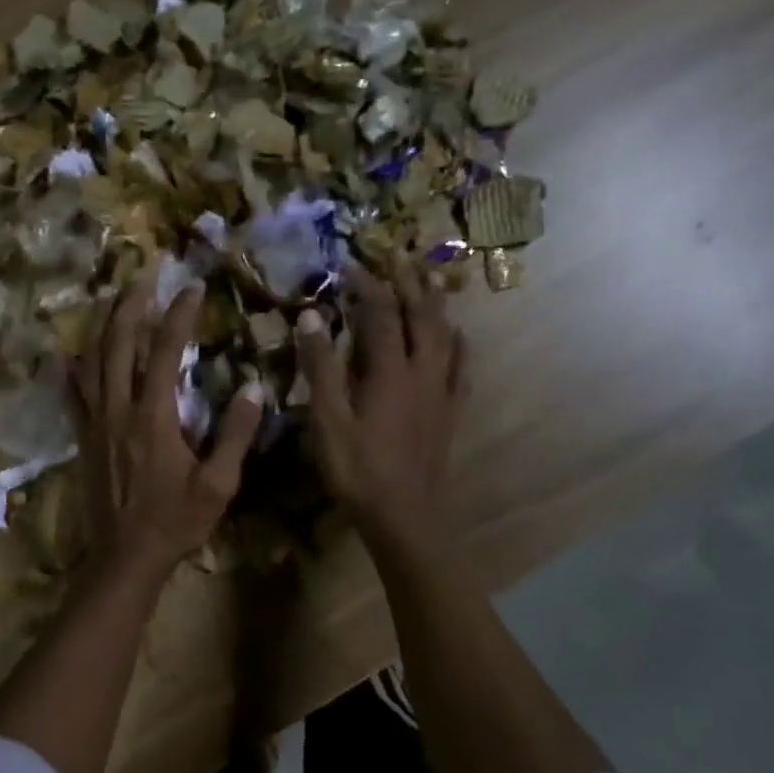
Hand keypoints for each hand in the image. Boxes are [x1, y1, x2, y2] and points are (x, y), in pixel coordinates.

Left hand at [70, 277, 264, 585]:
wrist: (125, 558)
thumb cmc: (175, 522)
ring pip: (91, 361)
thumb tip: (255, 389)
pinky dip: (71, 369)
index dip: (178, 315)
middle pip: (118, 344)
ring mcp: (94, 423)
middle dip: (131, 304)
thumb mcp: (218, 484)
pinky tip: (67, 353)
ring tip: (114, 299)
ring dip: (103, 326)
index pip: (165, 351)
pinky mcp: (83, 439)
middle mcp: (118, 410)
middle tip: (144, 275)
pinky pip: (72, 395)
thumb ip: (236, 435)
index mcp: (154, 417)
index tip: (192, 288)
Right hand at [296, 262, 468, 542]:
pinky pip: (461, 367)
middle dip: (408, 283)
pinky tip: (458, 337)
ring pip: (444, 335)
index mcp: (388, 370)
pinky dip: (459, 344)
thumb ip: (320, 367)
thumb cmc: (357, 469)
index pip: (379, 313)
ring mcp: (441, 391)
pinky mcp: (450, 411)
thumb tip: (312, 316)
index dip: (365, 286)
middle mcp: (421, 371)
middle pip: (419, 315)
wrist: (404, 515)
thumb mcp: (327, 419)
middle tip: (399, 257)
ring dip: (436, 305)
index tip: (349, 266)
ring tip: (431, 282)